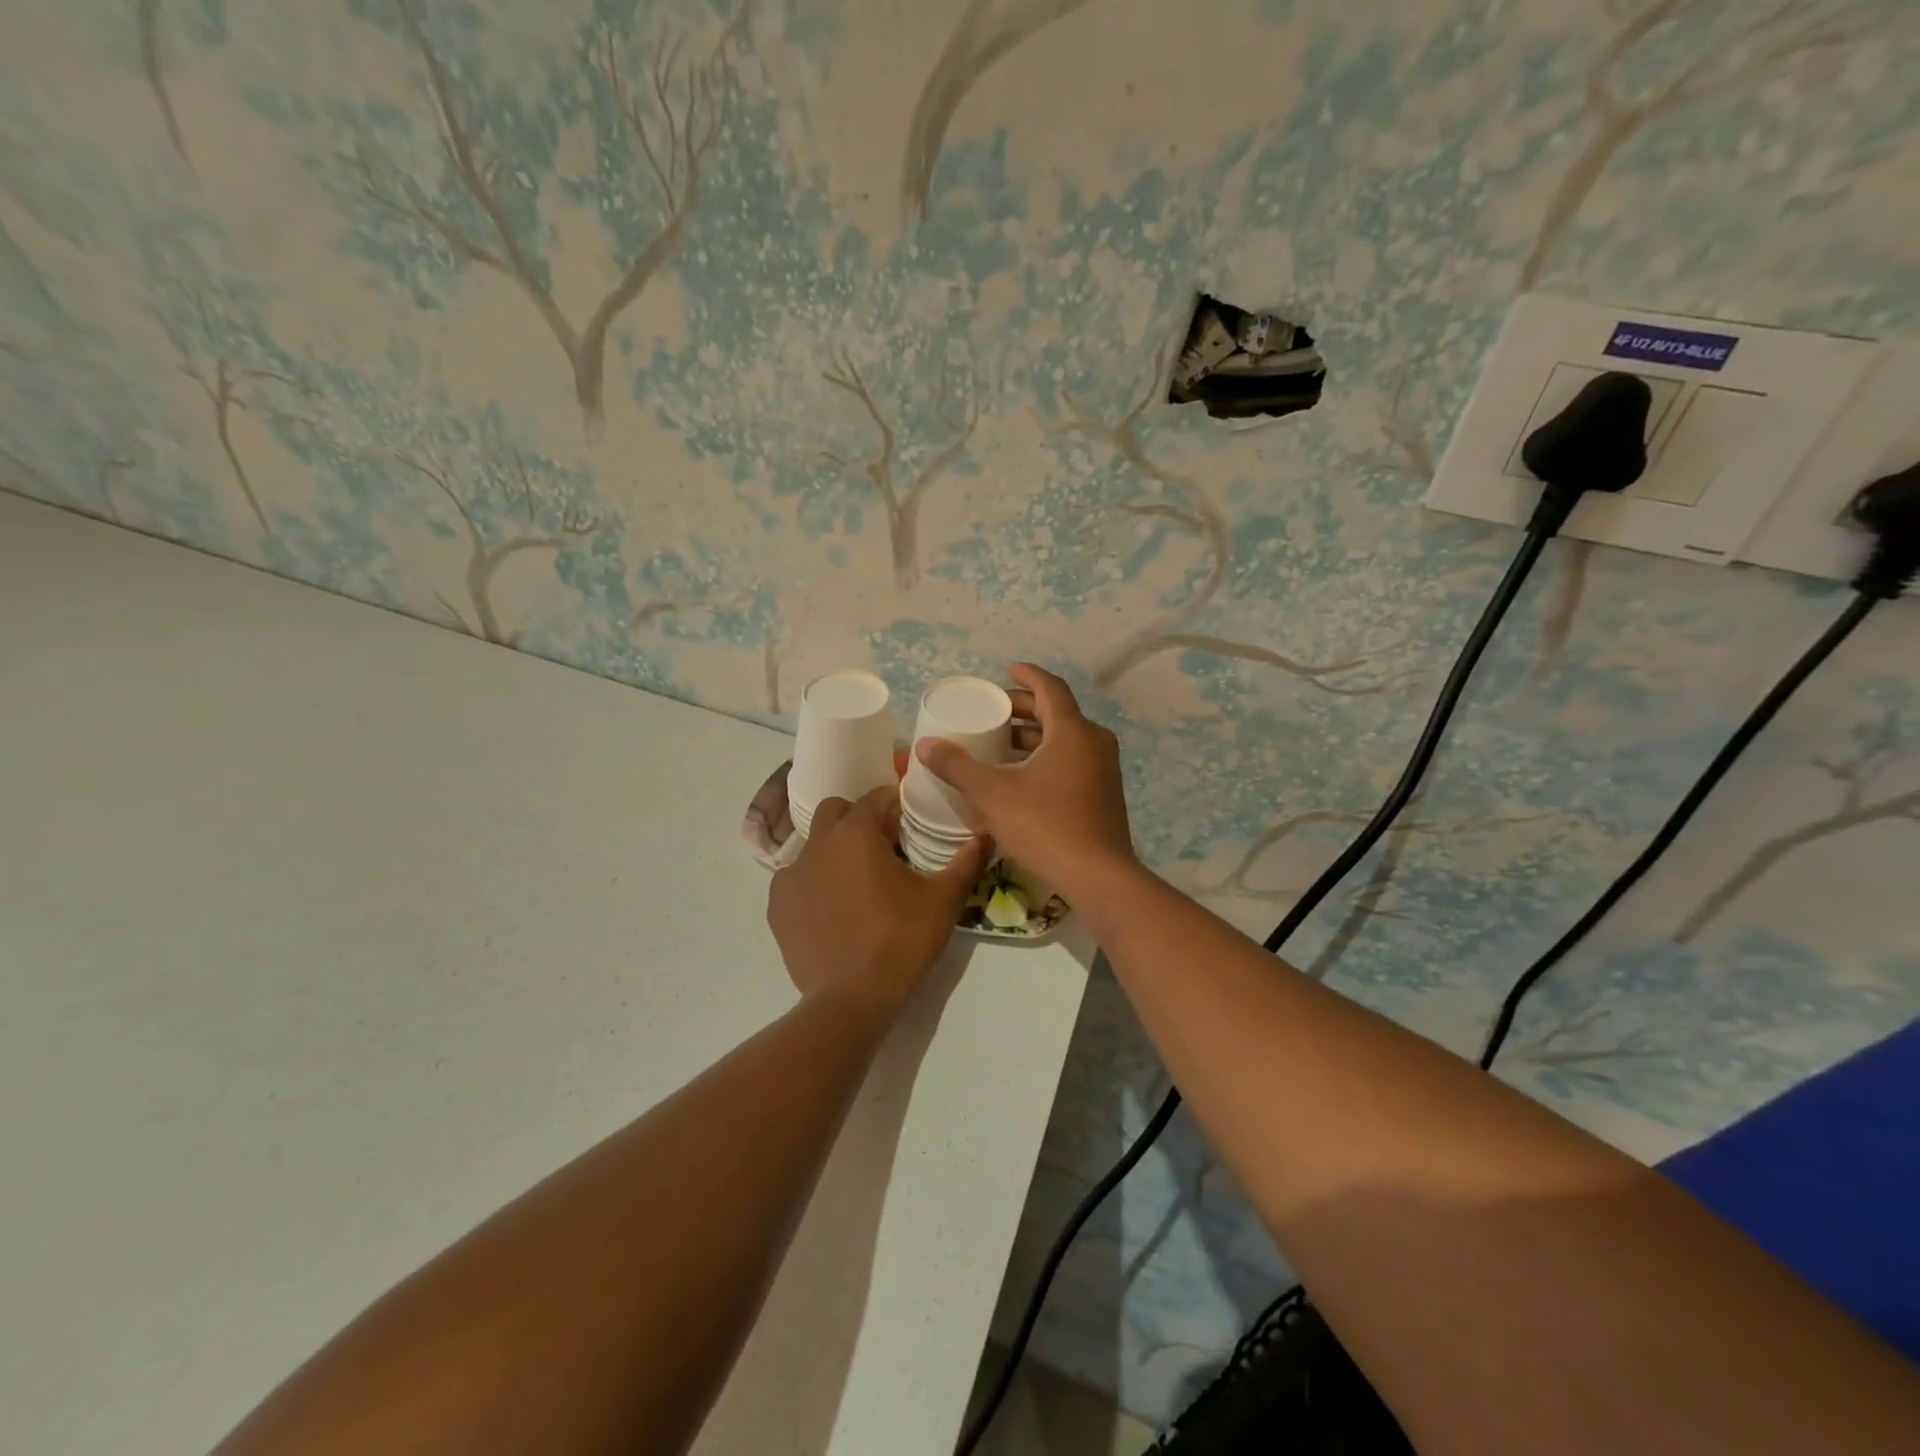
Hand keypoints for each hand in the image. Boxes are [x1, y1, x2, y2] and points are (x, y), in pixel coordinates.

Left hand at [768, 786, 990, 1017]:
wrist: (851, 998)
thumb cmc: (901, 939)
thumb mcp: (944, 899)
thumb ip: (966, 861)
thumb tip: (987, 834)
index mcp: (856, 833)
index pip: (874, 798)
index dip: (893, 803)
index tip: (909, 819)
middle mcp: (818, 844)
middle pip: (836, 812)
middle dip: (858, 818)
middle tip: (882, 845)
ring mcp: (791, 876)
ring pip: (813, 845)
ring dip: (834, 850)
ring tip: (856, 879)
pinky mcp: (777, 907)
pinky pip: (796, 879)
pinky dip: (814, 882)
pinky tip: (832, 907)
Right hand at [913, 663, 1134, 900]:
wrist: (1098, 876)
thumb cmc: (1045, 826)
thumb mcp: (992, 794)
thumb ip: (958, 767)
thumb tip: (925, 746)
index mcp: (1072, 731)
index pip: (1050, 687)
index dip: (1026, 675)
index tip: (1005, 671)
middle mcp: (1094, 742)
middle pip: (1057, 712)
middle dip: (1025, 708)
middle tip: (995, 710)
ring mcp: (1104, 768)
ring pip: (1066, 738)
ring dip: (1034, 735)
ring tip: (1001, 742)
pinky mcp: (1104, 792)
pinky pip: (1073, 759)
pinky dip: (1047, 756)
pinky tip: (1022, 775)